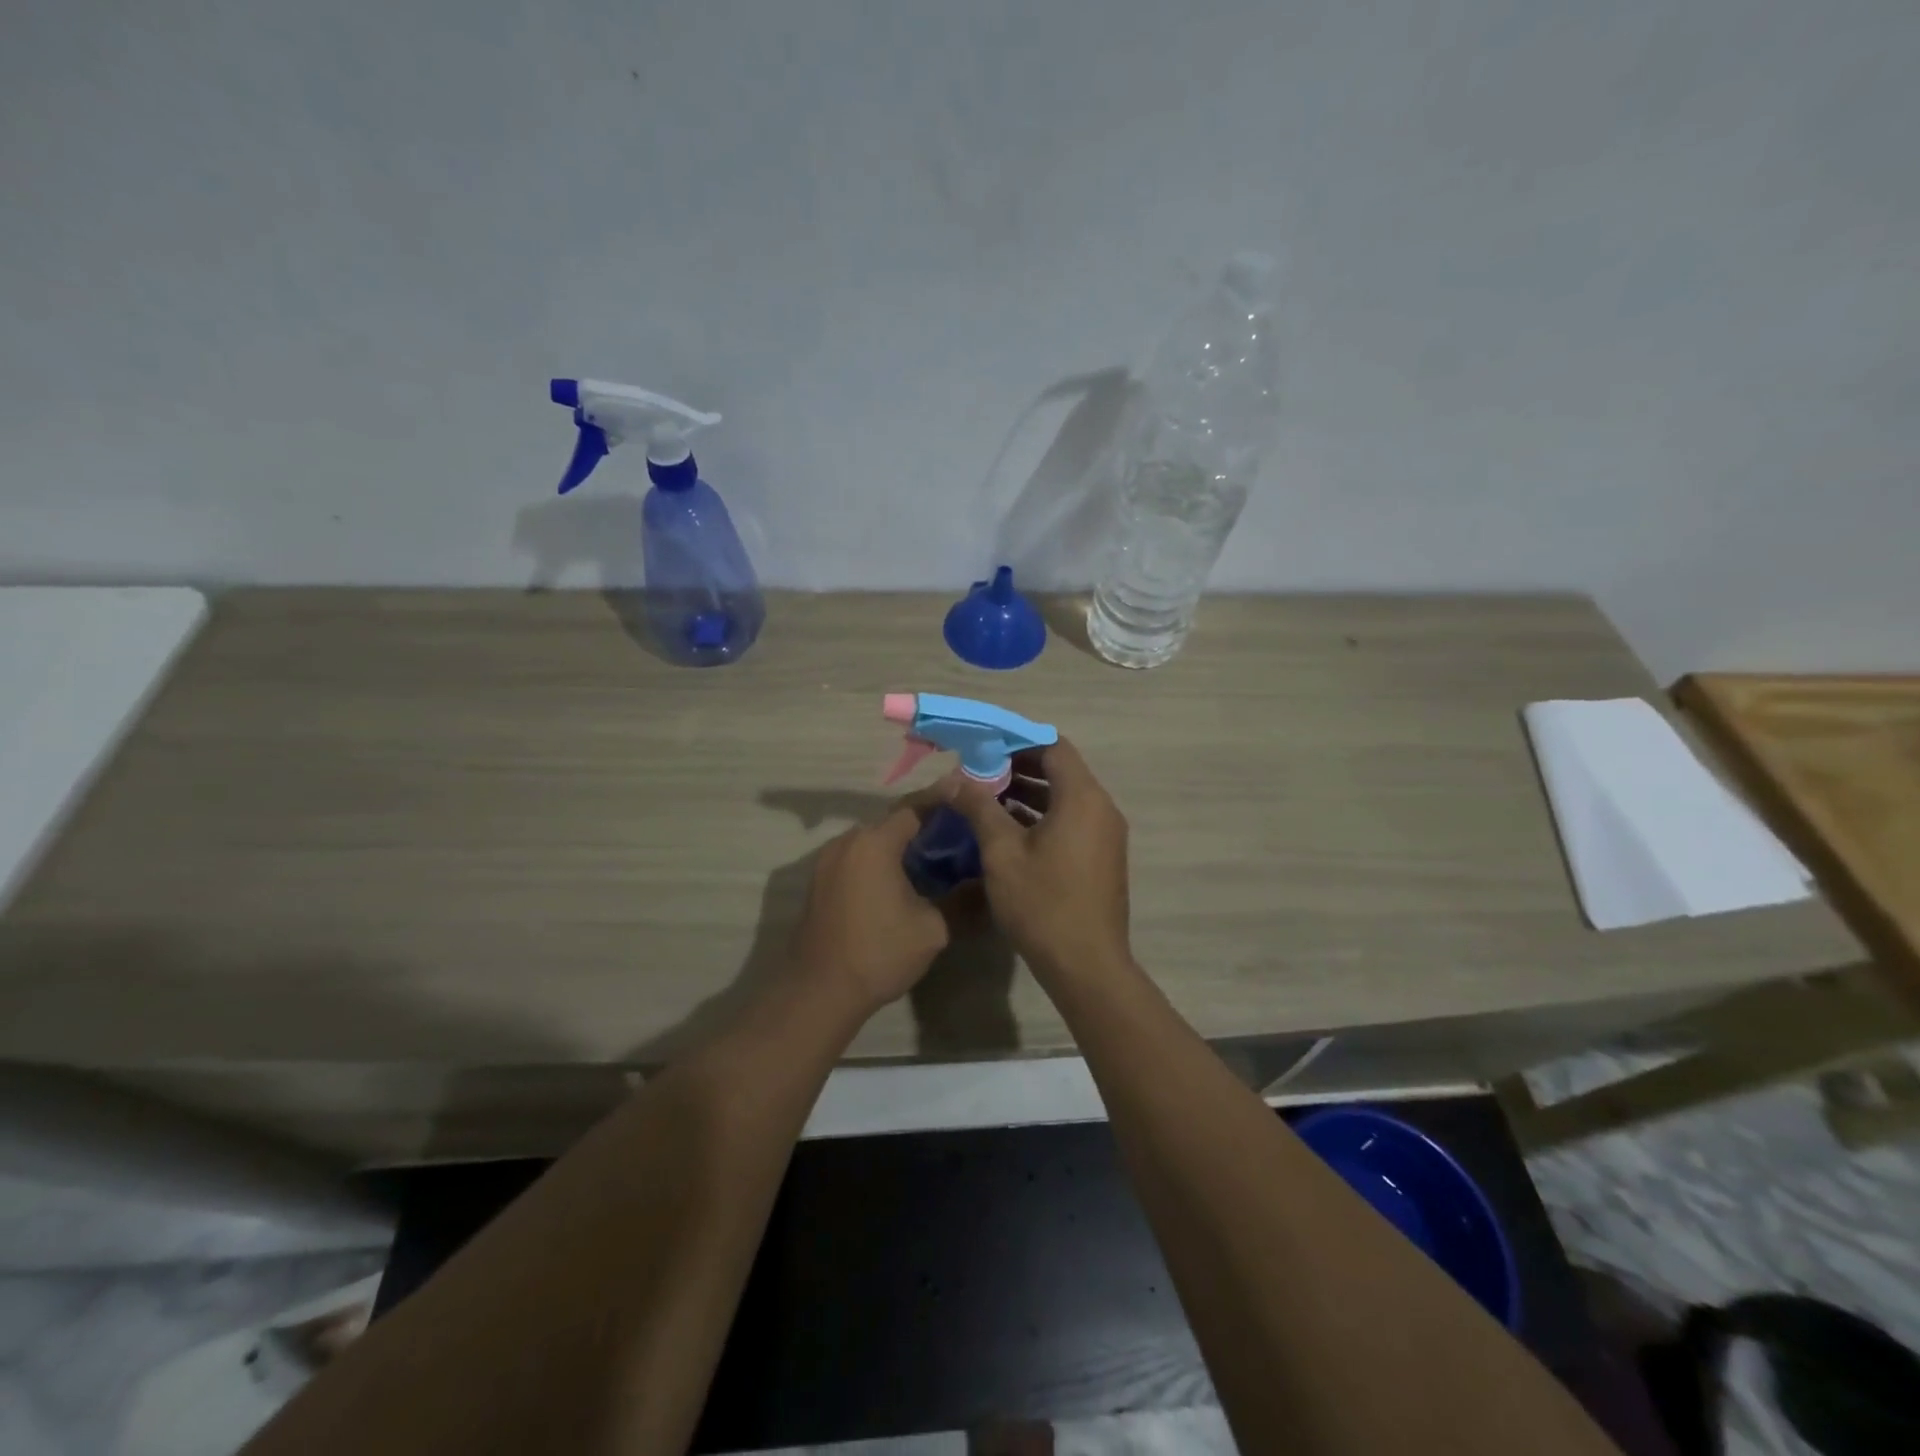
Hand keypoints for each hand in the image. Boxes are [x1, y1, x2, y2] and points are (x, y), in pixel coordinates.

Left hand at [793, 798, 951, 1013]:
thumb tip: (985, 883)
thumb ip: (960, 899)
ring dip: (900, 842)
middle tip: (958, 829)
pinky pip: (857, 857)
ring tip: (934, 853)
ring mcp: (828, 860)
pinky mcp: (819, 881)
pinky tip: (901, 876)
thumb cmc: (879, 953)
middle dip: (924, 822)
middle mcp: (848, 841)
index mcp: (875, 842)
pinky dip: (880, 858)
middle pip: (892, 821)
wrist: (819, 991)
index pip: (915, 807)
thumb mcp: (932, 928)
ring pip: (873, 839)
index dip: (943, 800)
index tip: (967, 793)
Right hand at [942, 738, 1131, 980]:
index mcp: (1082, 798)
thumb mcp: (1002, 853)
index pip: (1053, 747)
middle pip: (1061, 770)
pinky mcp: (1102, 857)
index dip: (1018, 742)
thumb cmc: (1043, 904)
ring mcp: (1105, 834)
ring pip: (1066, 797)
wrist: (1086, 965)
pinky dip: (1043, 816)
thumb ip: (979, 808)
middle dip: (1019, 767)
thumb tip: (955, 780)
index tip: (984, 748)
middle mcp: (1101, 808)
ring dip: (1029, 793)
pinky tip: (1009, 830)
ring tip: (987, 799)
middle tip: (979, 773)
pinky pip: (1072, 820)